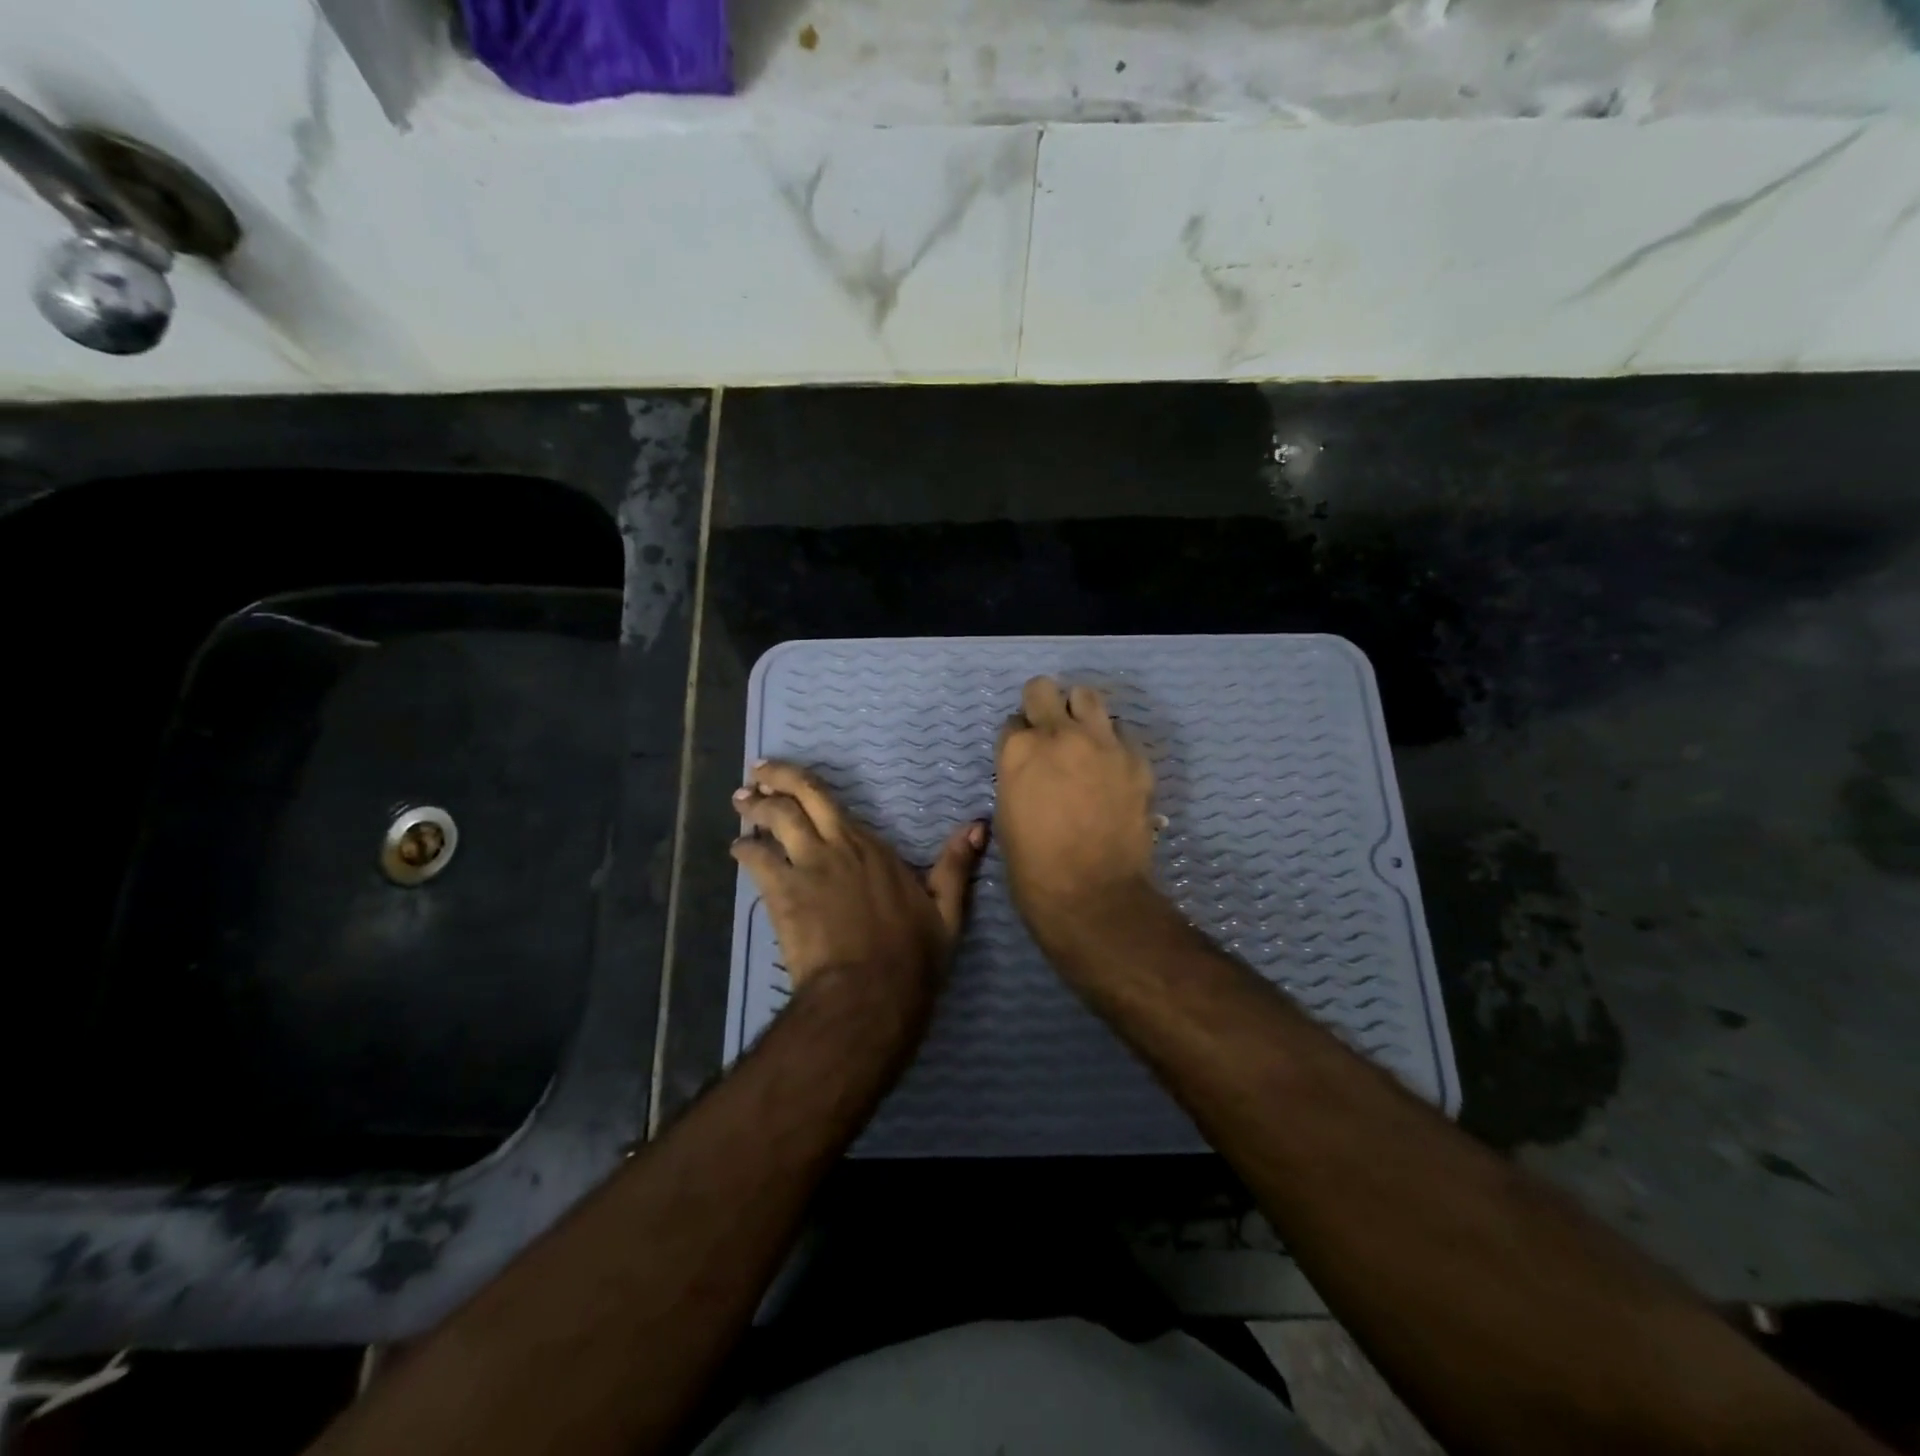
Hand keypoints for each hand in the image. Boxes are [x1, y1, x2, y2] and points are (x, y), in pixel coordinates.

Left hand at [731, 760, 985, 1027]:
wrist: (868, 993)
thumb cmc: (911, 955)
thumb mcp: (947, 910)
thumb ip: (956, 865)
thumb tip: (978, 825)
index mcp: (870, 847)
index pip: (828, 800)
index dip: (800, 782)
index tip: (783, 774)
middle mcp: (834, 847)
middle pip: (797, 800)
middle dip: (773, 780)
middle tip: (755, 773)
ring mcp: (805, 869)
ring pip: (773, 824)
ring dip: (754, 809)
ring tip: (742, 802)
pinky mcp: (783, 897)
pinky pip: (757, 862)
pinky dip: (745, 850)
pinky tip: (738, 848)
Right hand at [995, 677, 1160, 947]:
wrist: (1093, 895)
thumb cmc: (1035, 868)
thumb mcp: (1007, 815)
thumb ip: (1018, 777)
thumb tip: (1031, 768)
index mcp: (1018, 750)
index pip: (1013, 721)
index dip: (1019, 737)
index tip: (1026, 755)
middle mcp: (1058, 734)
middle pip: (1043, 690)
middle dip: (1042, 707)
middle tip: (1049, 733)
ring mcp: (1102, 743)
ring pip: (1087, 696)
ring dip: (1079, 713)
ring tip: (1083, 740)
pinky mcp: (1136, 759)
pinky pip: (1122, 732)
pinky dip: (1113, 743)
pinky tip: (1112, 770)